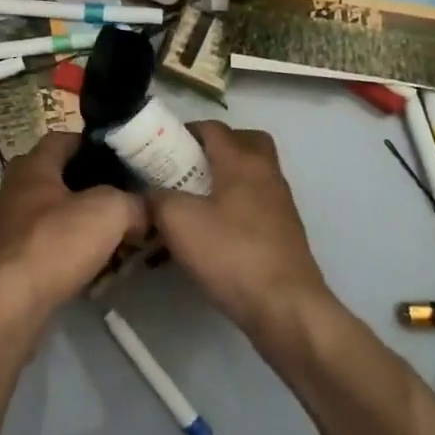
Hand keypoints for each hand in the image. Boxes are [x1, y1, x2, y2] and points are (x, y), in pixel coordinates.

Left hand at [0, 133, 147, 324]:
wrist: (9, 304)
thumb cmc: (54, 242)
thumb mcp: (109, 211)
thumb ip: (133, 203)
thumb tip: (145, 211)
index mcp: (33, 165)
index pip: (64, 138)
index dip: (94, 143)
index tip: (125, 156)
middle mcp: (17, 189)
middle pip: (60, 176)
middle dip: (93, 184)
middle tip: (127, 195)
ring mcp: (11, 226)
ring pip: (56, 213)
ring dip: (84, 220)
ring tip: (120, 232)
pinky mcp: (13, 261)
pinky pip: (50, 244)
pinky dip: (73, 250)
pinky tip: (97, 264)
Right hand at [148, 121, 330, 342]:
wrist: (285, 307)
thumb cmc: (230, 253)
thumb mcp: (177, 221)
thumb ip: (156, 198)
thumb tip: (149, 193)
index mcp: (242, 160)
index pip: (212, 127)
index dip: (183, 132)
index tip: (158, 149)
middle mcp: (266, 173)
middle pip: (242, 143)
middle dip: (212, 150)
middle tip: (184, 169)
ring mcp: (280, 204)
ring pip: (249, 176)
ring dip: (222, 181)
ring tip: (191, 204)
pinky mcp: (283, 233)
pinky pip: (254, 205)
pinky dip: (233, 208)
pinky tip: (211, 233)